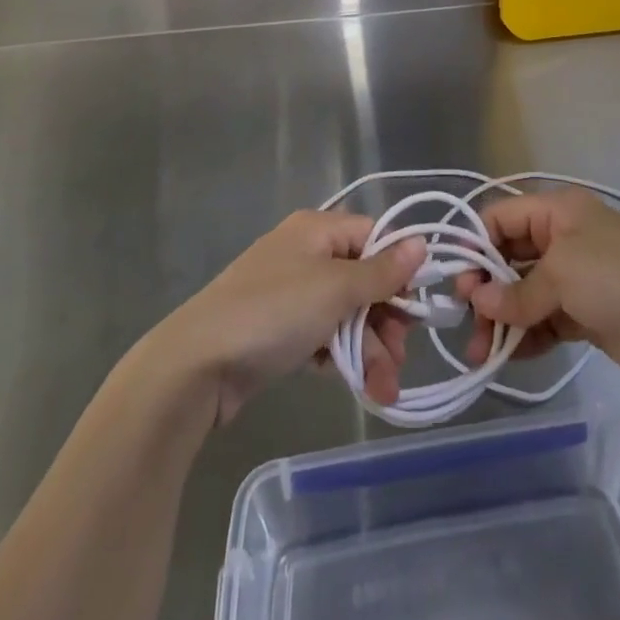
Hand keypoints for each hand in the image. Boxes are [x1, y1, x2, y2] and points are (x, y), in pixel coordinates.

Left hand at [156, 211, 425, 425]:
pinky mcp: (277, 330)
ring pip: (344, 313)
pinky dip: (340, 357)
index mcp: (317, 229)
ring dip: (368, 348)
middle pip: (362, 279)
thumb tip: (422, 242)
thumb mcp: (336, 289)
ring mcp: (289, 293)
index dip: (398, 270)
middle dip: (385, 321)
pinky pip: (322, 335)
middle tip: (399, 358)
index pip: (374, 237)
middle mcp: (305, 253)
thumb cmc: (274, 313)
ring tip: (382, 390)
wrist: (196, 365)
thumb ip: (382, 271)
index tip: (416, 309)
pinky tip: (354, 384)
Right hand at [455, 191, 619, 396]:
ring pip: (524, 292)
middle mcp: (563, 238)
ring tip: (483, 352)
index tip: (456, 282)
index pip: (501, 217)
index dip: (475, 245)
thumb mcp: (562, 275)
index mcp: (558, 211)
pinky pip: (544, 319)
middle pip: (509, 256)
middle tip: (467, 322)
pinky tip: (512, 356)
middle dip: (486, 288)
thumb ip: (517, 292)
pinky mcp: (585, 314)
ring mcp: (575, 277)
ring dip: (503, 319)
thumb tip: (479, 303)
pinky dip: (527, 335)